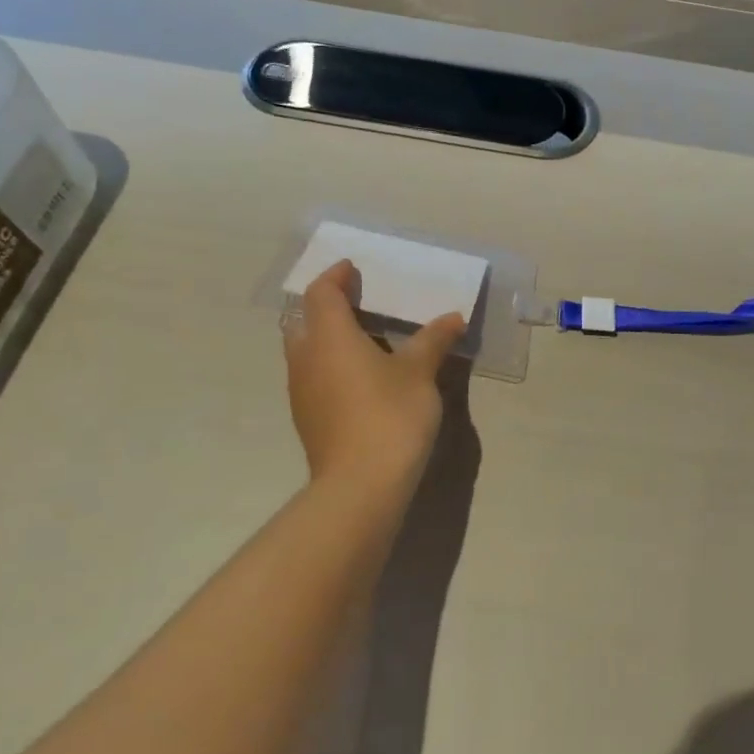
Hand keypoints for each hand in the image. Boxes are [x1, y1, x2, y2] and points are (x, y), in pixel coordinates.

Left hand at [283, 260, 466, 497]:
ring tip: (362, 338)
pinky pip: (312, 376)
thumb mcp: (420, 373)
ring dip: (325, 337)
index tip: (352, 269)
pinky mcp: (307, 418)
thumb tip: (453, 318)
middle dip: (324, 306)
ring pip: (304, 350)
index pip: (321, 292)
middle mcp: (306, 358)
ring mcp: (301, 391)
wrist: (360, 485)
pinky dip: (329, 364)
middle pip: (303, 319)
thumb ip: (433, 340)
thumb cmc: (390, 414)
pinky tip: (358, 377)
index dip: (335, 276)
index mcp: (329, 336)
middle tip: (356, 302)